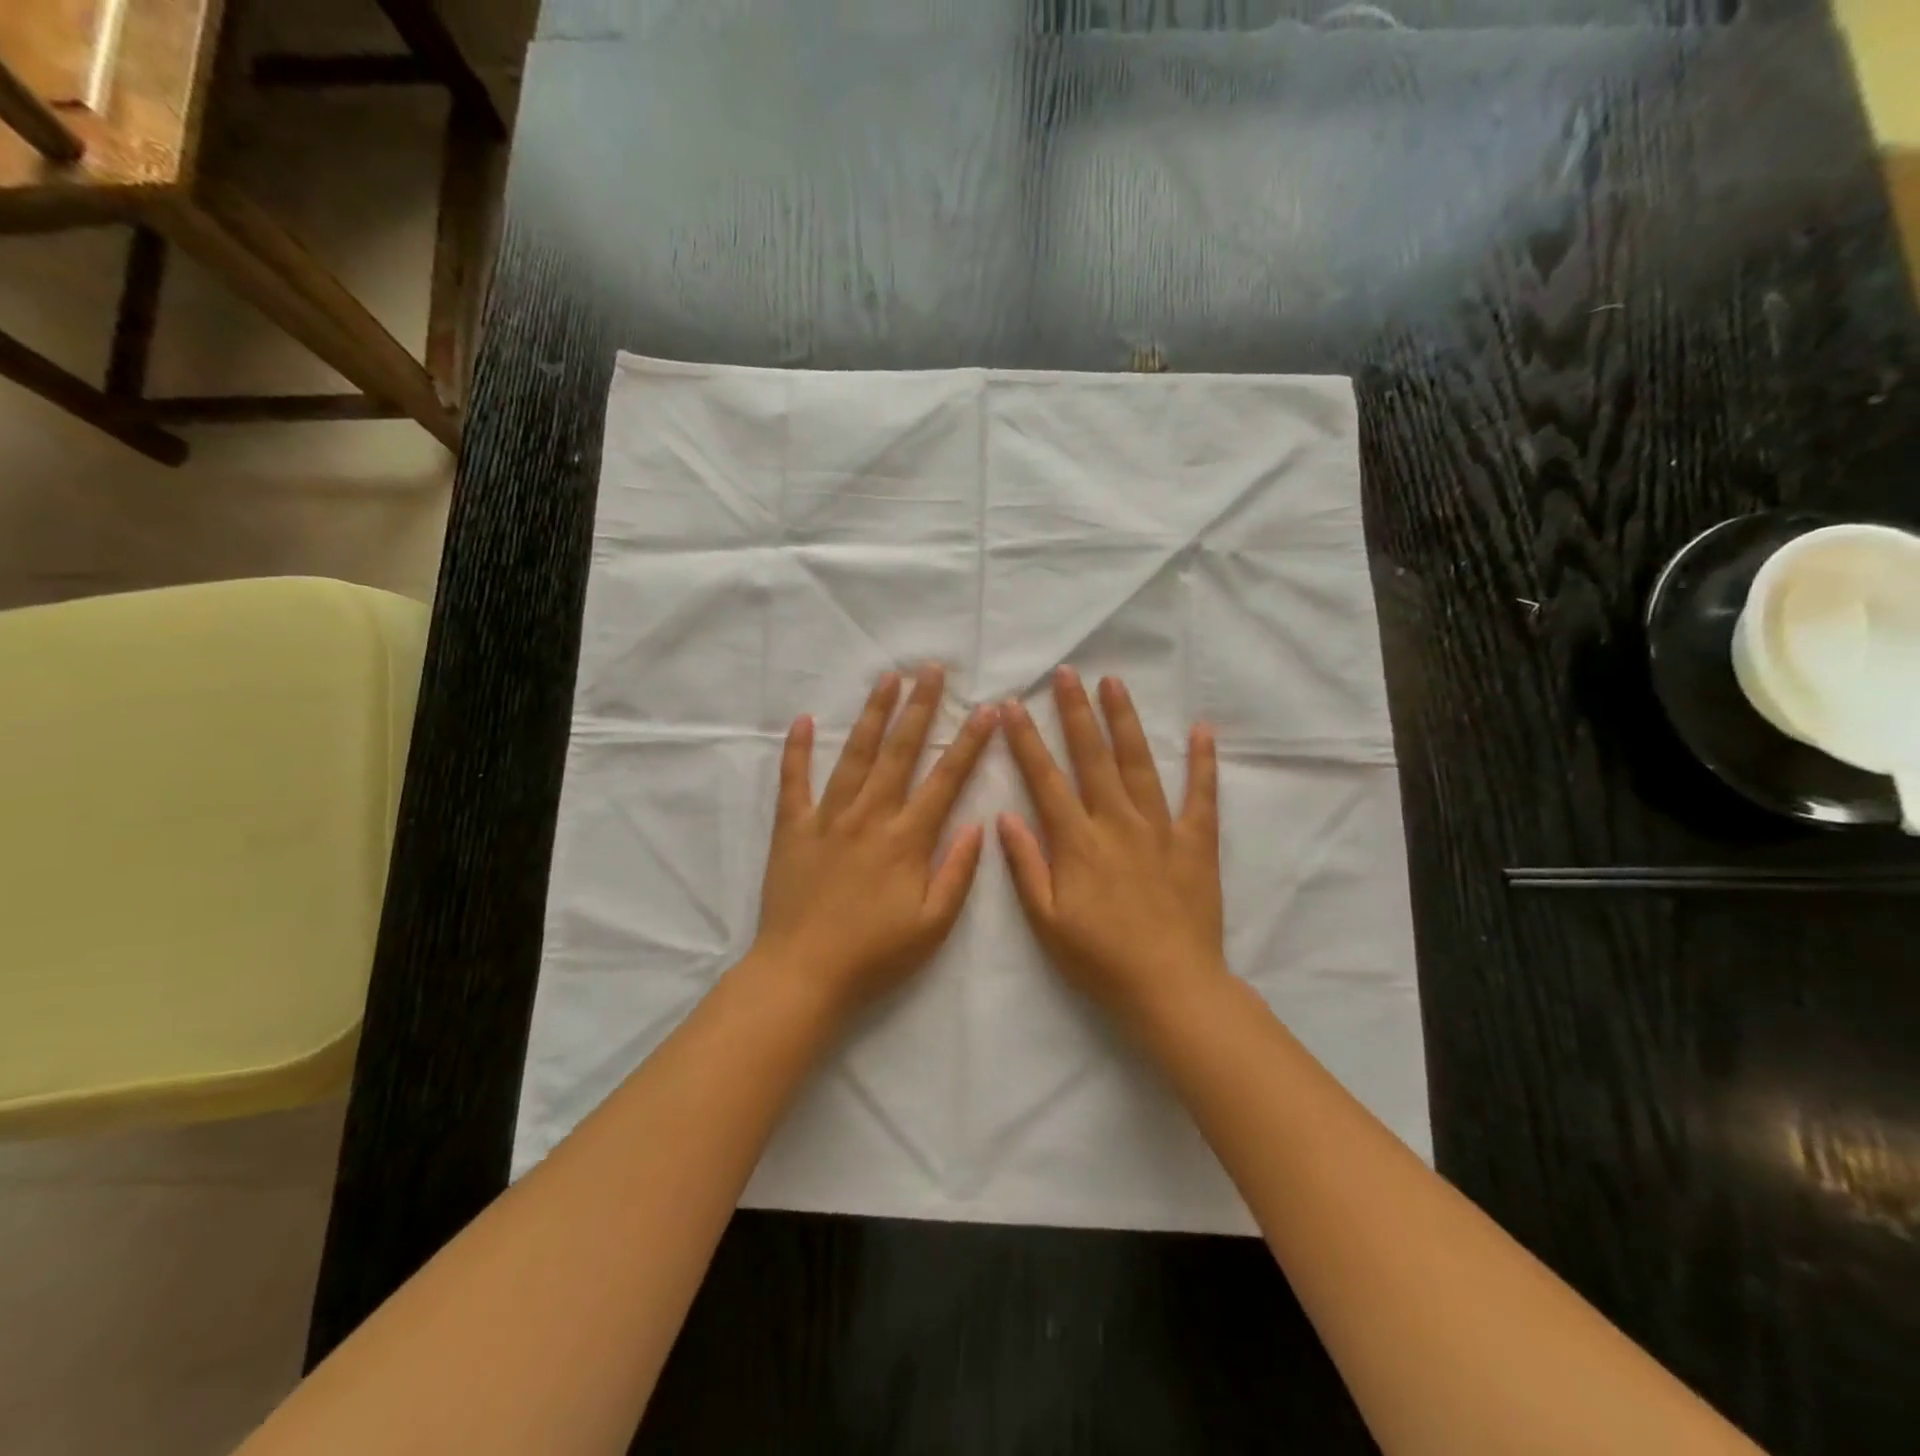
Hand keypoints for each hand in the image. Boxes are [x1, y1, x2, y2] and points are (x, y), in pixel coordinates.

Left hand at [752, 665, 996, 1017]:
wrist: (802, 973)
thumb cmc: (874, 955)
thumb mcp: (932, 925)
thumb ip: (957, 872)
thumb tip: (977, 824)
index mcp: (907, 838)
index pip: (945, 779)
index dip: (969, 743)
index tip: (986, 710)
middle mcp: (869, 816)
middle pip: (900, 751)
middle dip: (920, 707)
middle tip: (932, 670)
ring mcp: (827, 818)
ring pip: (854, 754)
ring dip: (873, 714)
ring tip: (886, 679)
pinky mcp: (792, 828)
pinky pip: (794, 780)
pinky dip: (797, 749)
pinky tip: (803, 719)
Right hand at [998, 668, 1227, 1026]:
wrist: (1171, 987)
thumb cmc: (1100, 959)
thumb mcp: (1047, 921)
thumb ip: (1027, 866)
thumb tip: (1005, 816)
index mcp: (1077, 842)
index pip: (1045, 779)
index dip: (1026, 741)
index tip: (1011, 706)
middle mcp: (1116, 822)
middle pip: (1092, 757)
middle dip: (1075, 712)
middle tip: (1066, 673)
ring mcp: (1160, 828)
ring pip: (1139, 763)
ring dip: (1124, 721)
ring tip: (1113, 683)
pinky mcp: (1195, 842)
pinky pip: (1201, 795)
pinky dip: (1203, 762)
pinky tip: (1201, 729)